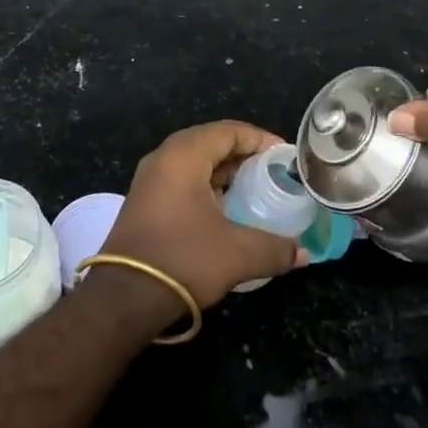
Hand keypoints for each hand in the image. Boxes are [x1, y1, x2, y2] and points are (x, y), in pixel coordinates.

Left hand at [99, 120, 304, 309]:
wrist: (124, 297)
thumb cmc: (183, 259)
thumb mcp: (238, 253)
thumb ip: (275, 248)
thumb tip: (303, 253)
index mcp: (184, 154)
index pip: (229, 130)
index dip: (261, 140)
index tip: (285, 158)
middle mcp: (164, 158)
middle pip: (212, 143)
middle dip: (245, 156)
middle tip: (274, 174)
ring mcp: (150, 180)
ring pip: (196, 163)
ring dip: (226, 174)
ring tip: (256, 192)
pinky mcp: (145, 202)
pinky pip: (183, 181)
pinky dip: (208, 188)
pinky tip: (227, 212)